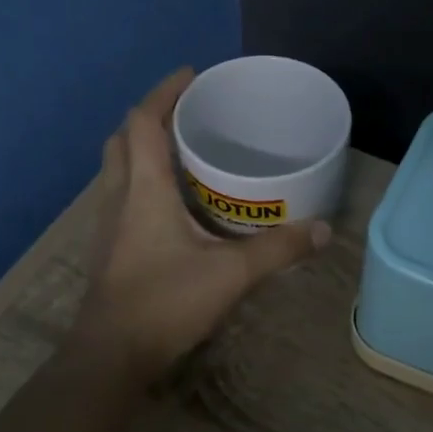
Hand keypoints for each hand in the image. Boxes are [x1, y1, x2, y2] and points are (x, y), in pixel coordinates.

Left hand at [75, 68, 330, 381]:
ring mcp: (108, 225)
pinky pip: (123, 195)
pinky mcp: (109, 249)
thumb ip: (279, 250)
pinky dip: (144, 181)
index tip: (192, 75)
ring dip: (144, 149)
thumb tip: (324, 231)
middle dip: (153, 117)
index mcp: (144, 190)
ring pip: (119, 168)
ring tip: (185, 152)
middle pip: (124, 139)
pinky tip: (174, 204)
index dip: (164, 92)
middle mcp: (119, 197)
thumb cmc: (165, 303)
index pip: (144, 122)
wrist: (111, 357)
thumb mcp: (231, 274)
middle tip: (190, 115)